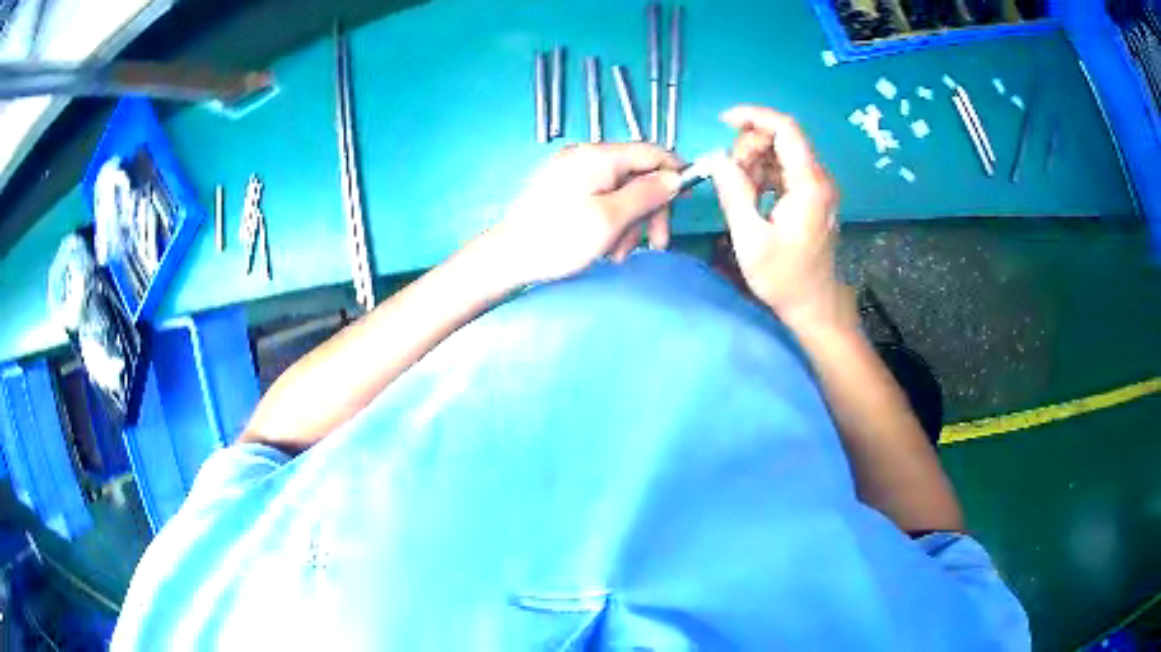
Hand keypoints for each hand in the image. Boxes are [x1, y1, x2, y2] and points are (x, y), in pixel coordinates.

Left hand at [488, 143, 682, 285]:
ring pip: (621, 191)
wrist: (508, 257)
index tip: (685, 203)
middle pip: (637, 175)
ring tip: (619, 254)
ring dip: (629, 223)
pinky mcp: (563, 189)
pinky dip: (610, 221)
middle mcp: (586, 156)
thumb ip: (647, 194)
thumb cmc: (559, 238)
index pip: (652, 151)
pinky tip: (605, 248)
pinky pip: (600, 198)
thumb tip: (675, 177)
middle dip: (649, 210)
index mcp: (599, 156)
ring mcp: (573, 172)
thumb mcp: (611, 218)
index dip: (675, 173)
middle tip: (655, 244)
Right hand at [709, 106, 852, 330]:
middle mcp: (819, 179)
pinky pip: (785, 170)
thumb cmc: (784, 278)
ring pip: (781, 153)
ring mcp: (817, 188)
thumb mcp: (751, 238)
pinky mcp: (813, 197)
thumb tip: (716, 158)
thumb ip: (733, 192)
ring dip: (754, 162)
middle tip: (729, 176)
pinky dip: (764, 175)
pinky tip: (752, 197)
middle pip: (782, 138)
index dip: (754, 116)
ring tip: (739, 193)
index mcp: (809, 185)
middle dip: (749, 147)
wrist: (813, 306)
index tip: (723, 121)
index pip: (786, 129)